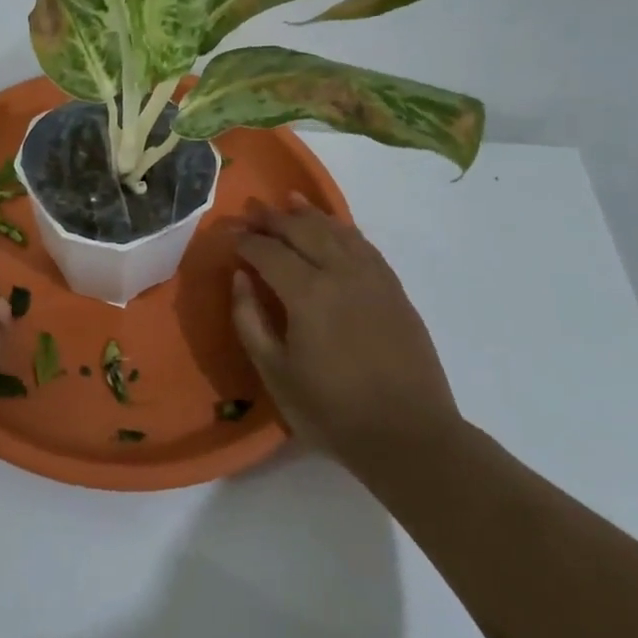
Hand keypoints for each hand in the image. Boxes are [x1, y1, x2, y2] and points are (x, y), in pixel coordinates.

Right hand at [231, 193, 460, 467]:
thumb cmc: (331, 410)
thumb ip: (250, 320)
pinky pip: (365, 246)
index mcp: (307, 294)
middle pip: (303, 230)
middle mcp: (341, 273)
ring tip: (290, 201)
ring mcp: (373, 278)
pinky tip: (334, 228)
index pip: (268, 251)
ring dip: (310, 214)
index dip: (245, 241)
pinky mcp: (394, 290)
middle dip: (274, 218)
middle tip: (252, 211)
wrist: (408, 435)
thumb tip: (240, 278)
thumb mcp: (275, 373)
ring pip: (337, 231)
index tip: (229, 236)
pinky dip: (344, 229)